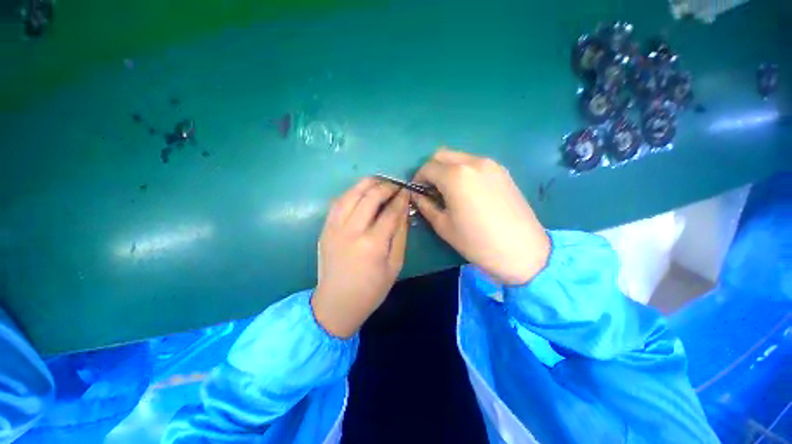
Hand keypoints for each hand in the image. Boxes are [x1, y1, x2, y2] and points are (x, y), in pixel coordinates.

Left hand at [312, 178, 409, 337]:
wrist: (336, 303)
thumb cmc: (371, 289)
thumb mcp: (395, 265)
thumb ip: (400, 235)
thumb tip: (403, 210)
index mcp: (372, 244)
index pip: (390, 211)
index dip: (401, 198)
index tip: (407, 191)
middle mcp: (352, 231)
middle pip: (370, 197)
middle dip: (386, 186)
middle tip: (395, 185)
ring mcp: (334, 228)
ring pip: (351, 194)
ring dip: (367, 184)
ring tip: (379, 182)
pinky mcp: (325, 229)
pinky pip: (338, 202)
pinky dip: (351, 192)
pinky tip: (360, 192)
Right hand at [412, 148, 549, 284]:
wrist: (522, 250)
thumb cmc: (476, 241)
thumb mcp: (443, 225)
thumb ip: (425, 205)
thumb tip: (416, 195)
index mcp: (455, 175)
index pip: (427, 167)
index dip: (418, 179)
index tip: (418, 192)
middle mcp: (472, 162)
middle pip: (442, 154)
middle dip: (431, 169)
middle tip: (431, 190)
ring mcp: (491, 164)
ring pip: (459, 157)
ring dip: (447, 169)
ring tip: (449, 191)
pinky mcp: (502, 171)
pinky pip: (475, 163)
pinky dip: (463, 171)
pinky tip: (467, 191)